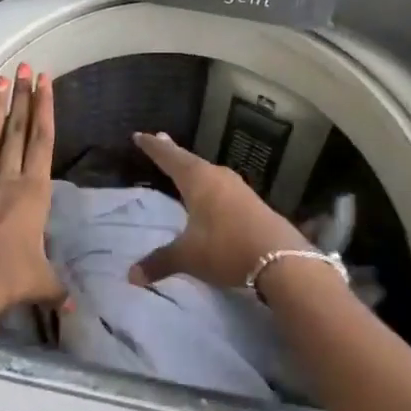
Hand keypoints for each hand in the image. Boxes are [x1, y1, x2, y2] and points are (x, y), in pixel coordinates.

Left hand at [0, 65, 66, 313]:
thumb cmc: (8, 279)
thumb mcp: (41, 283)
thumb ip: (58, 289)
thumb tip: (75, 308)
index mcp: (32, 191)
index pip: (42, 140)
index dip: (44, 107)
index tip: (45, 80)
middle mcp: (4, 178)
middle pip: (16, 130)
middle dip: (22, 97)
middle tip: (24, 67)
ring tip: (0, 81)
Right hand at [127, 132, 309, 288]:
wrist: (280, 257)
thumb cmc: (226, 248)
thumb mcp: (189, 257)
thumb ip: (160, 262)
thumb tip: (131, 276)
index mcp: (197, 180)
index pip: (169, 157)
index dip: (153, 147)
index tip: (139, 134)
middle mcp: (216, 175)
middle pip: (189, 159)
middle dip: (172, 152)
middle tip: (160, 139)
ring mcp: (236, 186)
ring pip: (207, 171)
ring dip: (192, 167)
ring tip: (183, 165)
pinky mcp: (251, 200)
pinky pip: (221, 184)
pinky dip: (208, 182)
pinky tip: (210, 191)